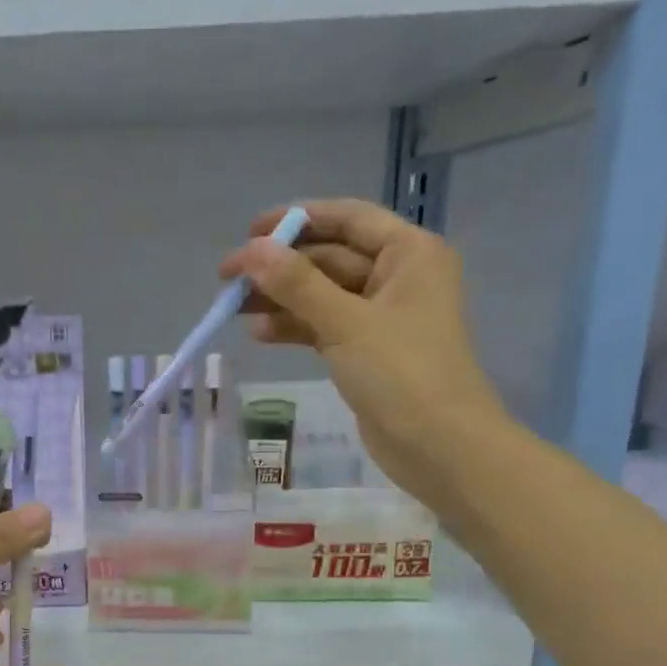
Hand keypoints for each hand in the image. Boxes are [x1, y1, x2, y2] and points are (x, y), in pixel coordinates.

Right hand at [219, 198, 507, 492]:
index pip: (348, 219)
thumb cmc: (402, 373)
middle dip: (280, 267)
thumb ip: (297, 284)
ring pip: (321, 295)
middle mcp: (397, 277)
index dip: (298, 219)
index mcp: (409, 253)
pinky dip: (294, 328)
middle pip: (329, 258)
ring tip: (234, 308)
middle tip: (228, 280)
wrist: (438, 445)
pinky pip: (323, 326)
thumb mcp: (346, 322)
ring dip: (281, 299)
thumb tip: (251, 250)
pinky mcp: (365, 350)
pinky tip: (259, 334)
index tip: (250, 231)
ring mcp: (381, 316)